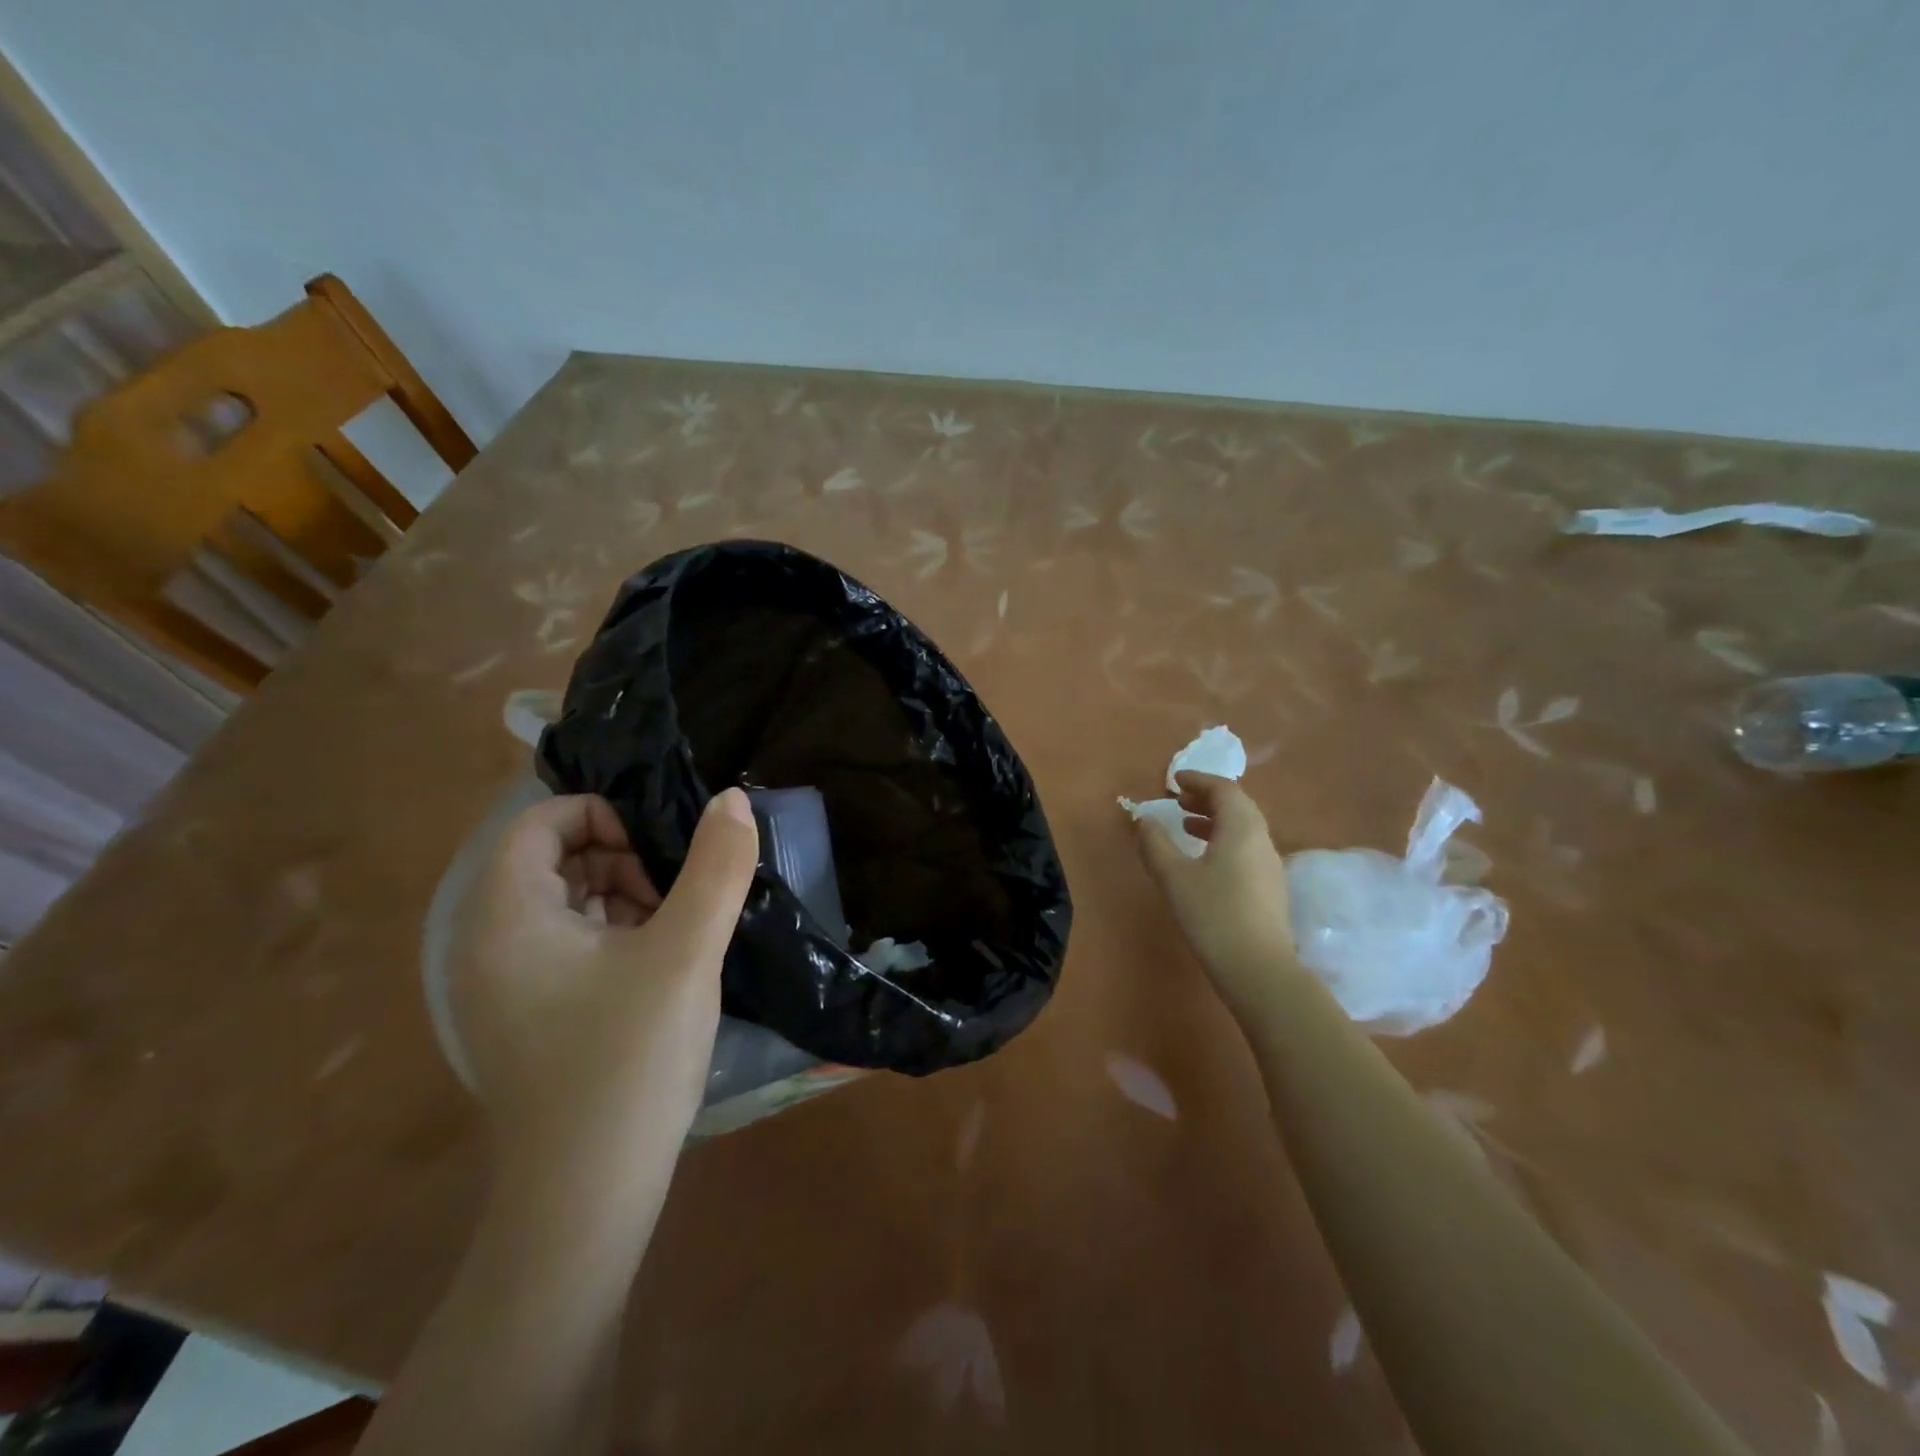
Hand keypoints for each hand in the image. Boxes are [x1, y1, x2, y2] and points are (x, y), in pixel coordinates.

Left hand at [446, 790, 758, 1194]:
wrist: (586, 1198)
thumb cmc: (630, 1060)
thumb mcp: (687, 952)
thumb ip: (716, 867)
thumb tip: (732, 799)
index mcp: (506, 916)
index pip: (542, 821)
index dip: (606, 818)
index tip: (660, 858)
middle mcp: (486, 943)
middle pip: (552, 858)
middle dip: (621, 861)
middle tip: (673, 903)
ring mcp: (499, 986)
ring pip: (563, 902)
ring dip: (622, 899)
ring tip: (671, 939)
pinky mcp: (522, 1017)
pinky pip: (563, 945)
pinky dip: (610, 938)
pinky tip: (654, 973)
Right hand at [1134, 772, 1297, 1014]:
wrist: (1258, 969)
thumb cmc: (1213, 914)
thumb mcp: (1174, 876)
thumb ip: (1155, 843)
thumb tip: (1143, 819)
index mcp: (1242, 828)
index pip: (1224, 789)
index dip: (1199, 780)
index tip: (1174, 780)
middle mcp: (1261, 839)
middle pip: (1237, 806)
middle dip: (1207, 798)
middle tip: (1178, 800)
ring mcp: (1269, 865)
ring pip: (1243, 828)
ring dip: (1214, 820)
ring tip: (1185, 826)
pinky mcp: (1269, 888)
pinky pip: (1245, 848)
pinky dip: (1223, 840)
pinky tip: (1203, 861)